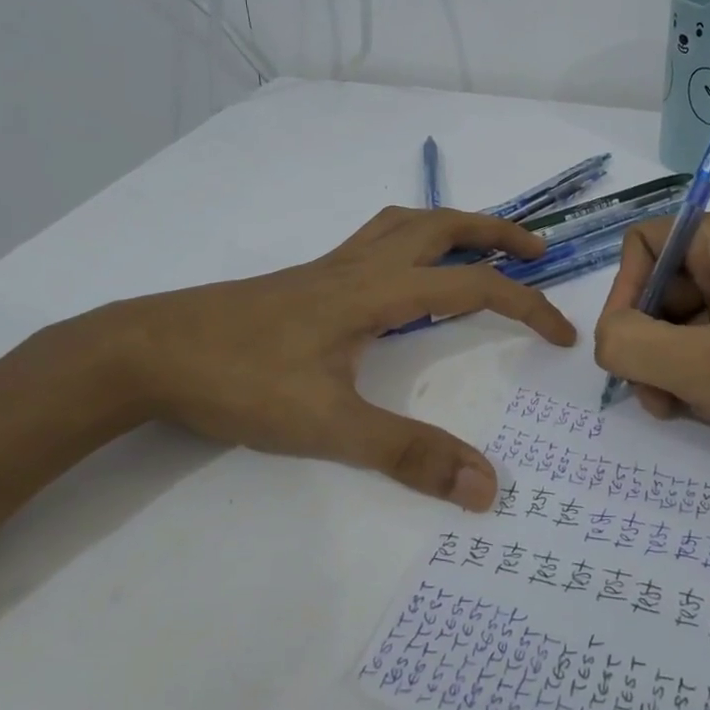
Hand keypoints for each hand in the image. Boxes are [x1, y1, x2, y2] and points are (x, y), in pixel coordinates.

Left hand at [93, 206, 575, 509]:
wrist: (148, 351)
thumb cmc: (240, 381)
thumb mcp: (328, 426)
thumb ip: (408, 454)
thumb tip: (487, 485)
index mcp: (377, 292)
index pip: (472, 287)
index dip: (526, 306)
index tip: (562, 336)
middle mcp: (360, 266)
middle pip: (443, 226)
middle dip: (497, 233)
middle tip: (538, 252)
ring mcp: (330, 267)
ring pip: (405, 224)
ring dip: (453, 226)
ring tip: (481, 248)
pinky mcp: (307, 279)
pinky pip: (375, 239)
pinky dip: (411, 239)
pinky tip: (404, 273)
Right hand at [592, 212, 709, 477]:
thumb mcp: (705, 369)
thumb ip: (631, 345)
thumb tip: (606, 339)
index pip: (645, 243)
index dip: (624, 293)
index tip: (628, 351)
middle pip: (664, 285)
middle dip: (649, 342)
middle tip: (657, 399)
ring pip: (689, 317)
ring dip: (673, 363)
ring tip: (684, 409)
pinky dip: (705, 369)